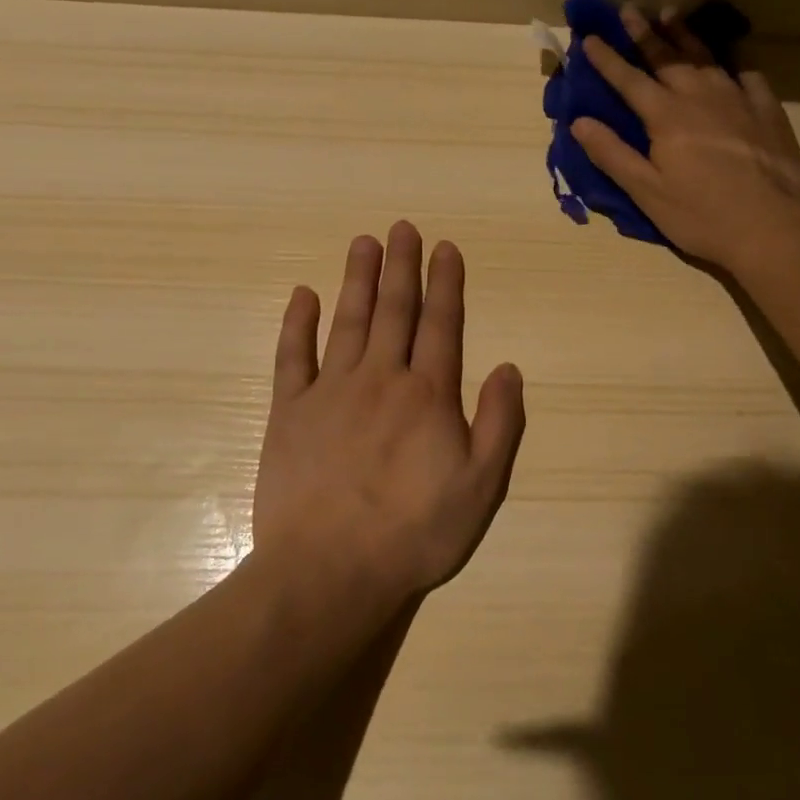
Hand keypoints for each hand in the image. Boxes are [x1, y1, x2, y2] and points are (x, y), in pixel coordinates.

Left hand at [251, 222, 525, 601]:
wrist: (328, 573)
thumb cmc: (413, 533)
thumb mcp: (481, 487)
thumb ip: (500, 423)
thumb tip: (510, 367)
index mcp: (428, 394)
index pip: (441, 324)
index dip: (445, 283)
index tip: (445, 247)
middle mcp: (381, 378)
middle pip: (394, 310)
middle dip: (401, 266)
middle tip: (403, 227)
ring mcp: (330, 391)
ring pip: (348, 321)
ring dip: (357, 279)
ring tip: (364, 242)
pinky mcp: (289, 412)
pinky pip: (292, 357)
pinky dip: (297, 323)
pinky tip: (304, 295)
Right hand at [570, 5, 799, 270]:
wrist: (772, 226)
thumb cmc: (701, 215)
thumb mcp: (646, 191)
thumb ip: (612, 154)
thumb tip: (579, 121)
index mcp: (666, 116)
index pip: (629, 79)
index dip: (607, 59)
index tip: (589, 37)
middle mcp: (700, 97)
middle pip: (667, 57)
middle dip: (645, 33)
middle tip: (630, 10)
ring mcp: (737, 100)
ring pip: (706, 58)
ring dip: (685, 36)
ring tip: (672, 14)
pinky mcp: (767, 111)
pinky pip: (748, 76)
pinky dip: (735, 64)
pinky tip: (732, 63)